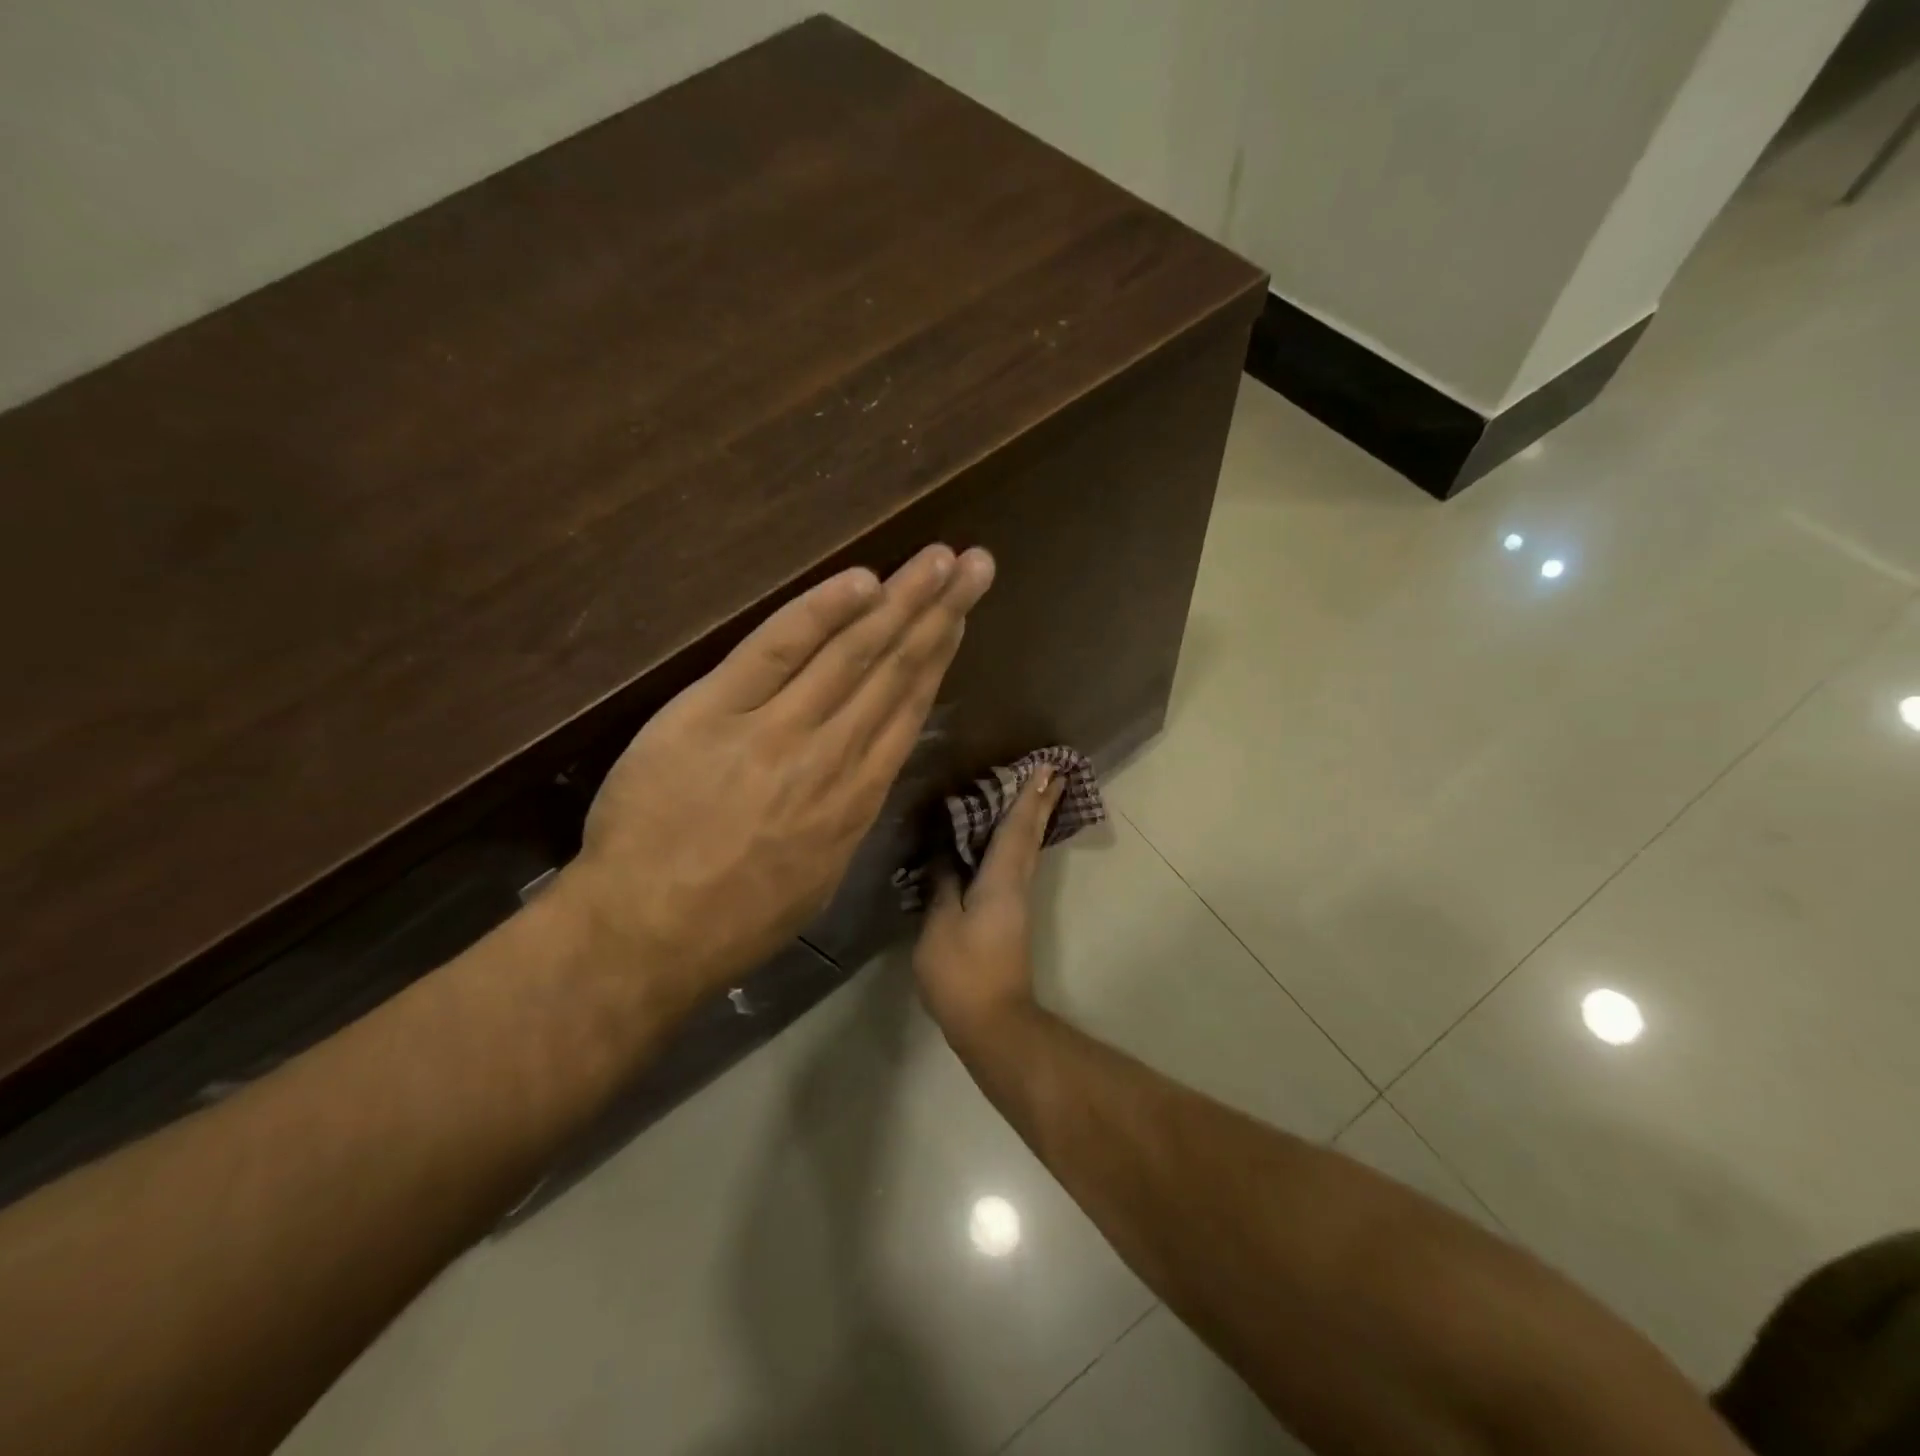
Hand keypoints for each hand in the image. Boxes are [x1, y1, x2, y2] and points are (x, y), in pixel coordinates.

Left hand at [557, 544, 994, 998]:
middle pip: (895, 670)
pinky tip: (861, 581)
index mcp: (857, 797)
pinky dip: (819, 612)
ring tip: (939, 560)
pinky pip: (775, 650)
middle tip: (976, 564)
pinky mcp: (714, 711)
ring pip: (851, 653)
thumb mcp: (818, 877)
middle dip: (939, 611)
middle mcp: (833, 755)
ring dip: (900, 600)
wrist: (646, 933)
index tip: (962, 615)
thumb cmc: (734, 919)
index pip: (908, 708)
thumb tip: (866, 772)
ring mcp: (776, 729)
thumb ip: (847, 816)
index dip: (940, 655)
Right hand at [912, 764, 1063, 1047]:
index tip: (1044, 767)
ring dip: (1032, 819)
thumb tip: (946, 854)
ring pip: (1027, 850)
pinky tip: (1007, 840)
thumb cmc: (963, 972)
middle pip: (1030, 835)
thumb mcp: (941, 926)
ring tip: (1036, 793)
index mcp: (1001, 881)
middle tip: (1053, 771)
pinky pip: (1015, 865)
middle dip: (1040, 802)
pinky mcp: (1009, 917)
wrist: (993, 1022)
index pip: (1017, 829)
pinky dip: (1017, 842)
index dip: (1028, 797)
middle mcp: (1016, 885)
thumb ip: (943, 885)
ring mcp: (1015, 902)